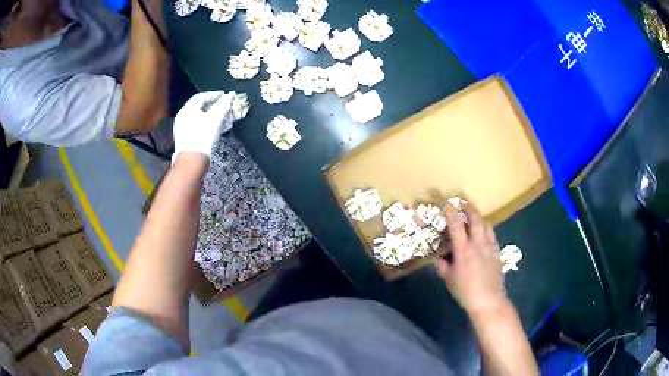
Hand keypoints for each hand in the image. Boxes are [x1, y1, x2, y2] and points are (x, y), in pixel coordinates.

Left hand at [172, 91, 234, 164]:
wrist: (192, 162)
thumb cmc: (202, 137)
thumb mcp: (214, 118)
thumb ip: (223, 105)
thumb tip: (230, 95)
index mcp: (187, 111)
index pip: (201, 97)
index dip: (215, 95)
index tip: (226, 95)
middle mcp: (184, 118)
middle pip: (201, 108)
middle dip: (216, 106)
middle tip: (228, 106)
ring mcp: (185, 130)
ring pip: (203, 118)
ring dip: (216, 116)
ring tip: (227, 117)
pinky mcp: (190, 140)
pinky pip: (202, 127)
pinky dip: (212, 125)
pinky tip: (221, 127)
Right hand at [434, 202, 506, 316]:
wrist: (488, 301)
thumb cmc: (466, 292)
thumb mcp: (450, 280)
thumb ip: (443, 267)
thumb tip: (438, 259)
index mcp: (463, 250)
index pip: (456, 226)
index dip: (452, 213)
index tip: (448, 204)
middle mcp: (478, 244)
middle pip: (476, 219)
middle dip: (469, 208)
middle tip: (464, 203)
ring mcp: (490, 247)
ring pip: (486, 225)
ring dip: (479, 218)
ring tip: (474, 217)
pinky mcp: (497, 253)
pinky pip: (492, 235)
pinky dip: (486, 229)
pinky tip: (484, 234)